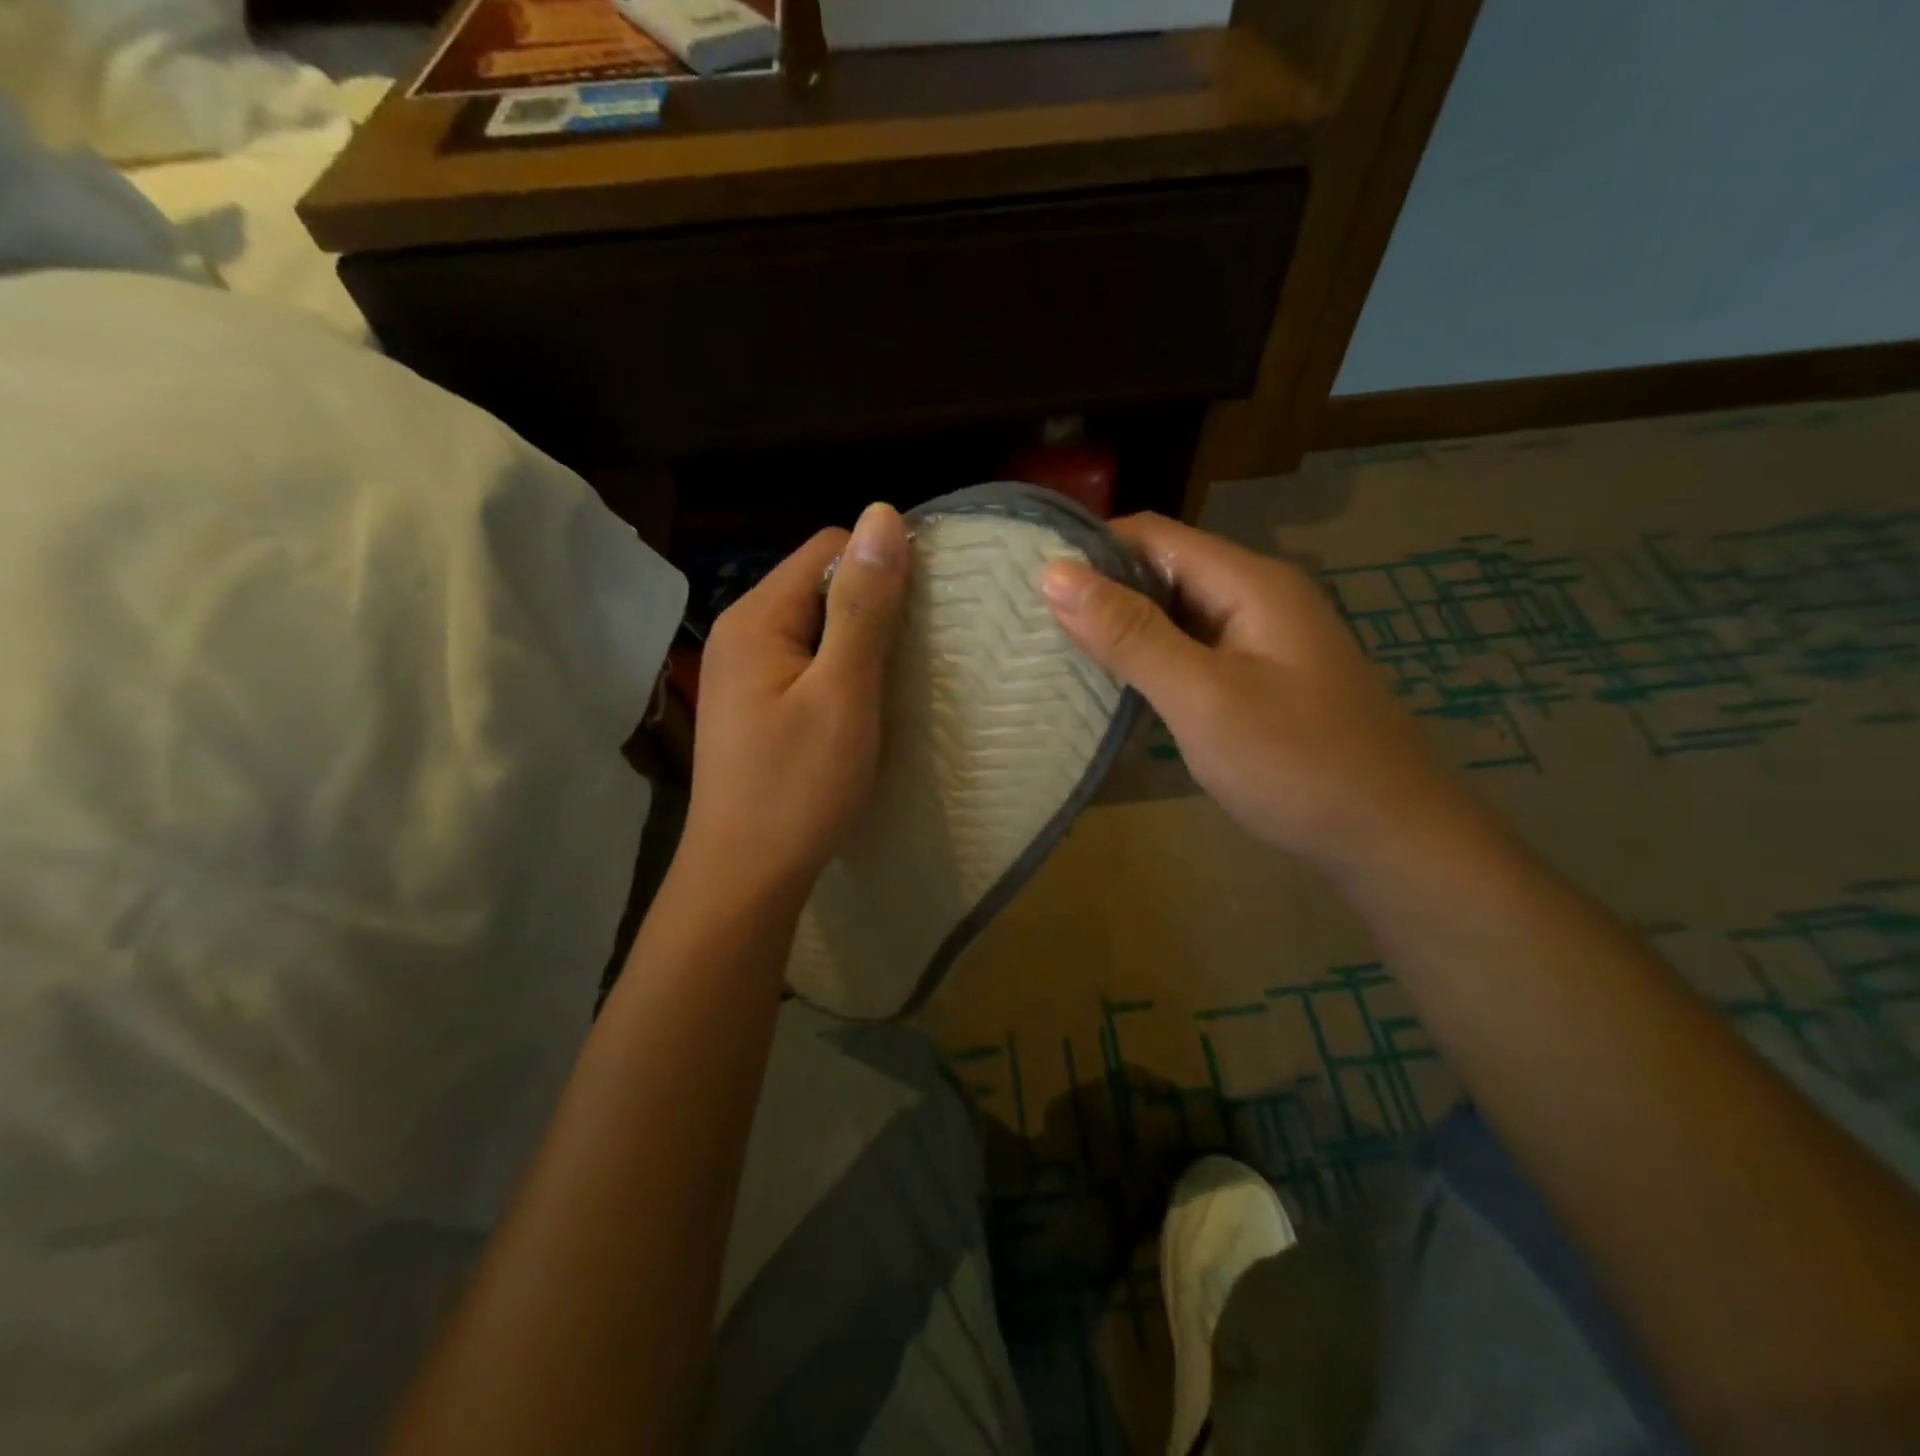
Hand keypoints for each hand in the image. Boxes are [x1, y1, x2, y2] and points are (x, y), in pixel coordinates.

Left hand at [681, 503, 908, 901]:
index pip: (829, 548)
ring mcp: (742, 671)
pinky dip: (838, 675)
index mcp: (756, 616)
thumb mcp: (843, 692)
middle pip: (819, 585)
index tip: (920, 617)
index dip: (881, 568)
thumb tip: (882, 514)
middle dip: (870, 611)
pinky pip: (805, 664)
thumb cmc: (799, 786)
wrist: (744, 876)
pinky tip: (856, 712)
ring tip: (888, 690)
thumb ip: (864, 606)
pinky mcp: (753, 705)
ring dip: (858, 647)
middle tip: (908, 663)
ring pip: (815, 629)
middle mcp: (740, 631)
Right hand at [1041, 513, 1476, 870]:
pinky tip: (1116, 688)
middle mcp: (1257, 597)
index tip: (1028, 583)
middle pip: (1163, 570)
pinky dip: (1151, 661)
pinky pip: (1192, 651)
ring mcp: (1262, 640)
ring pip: (1175, 614)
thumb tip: (1054, 573)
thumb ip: (1130, 635)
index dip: (1089, 548)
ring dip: (1122, 629)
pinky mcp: (1260, 679)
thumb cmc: (1296, 764)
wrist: (1391, 838)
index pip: (1152, 534)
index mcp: (1249, 582)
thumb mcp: (1203, 697)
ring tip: (1057, 654)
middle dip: (1100, 591)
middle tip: (1032, 625)